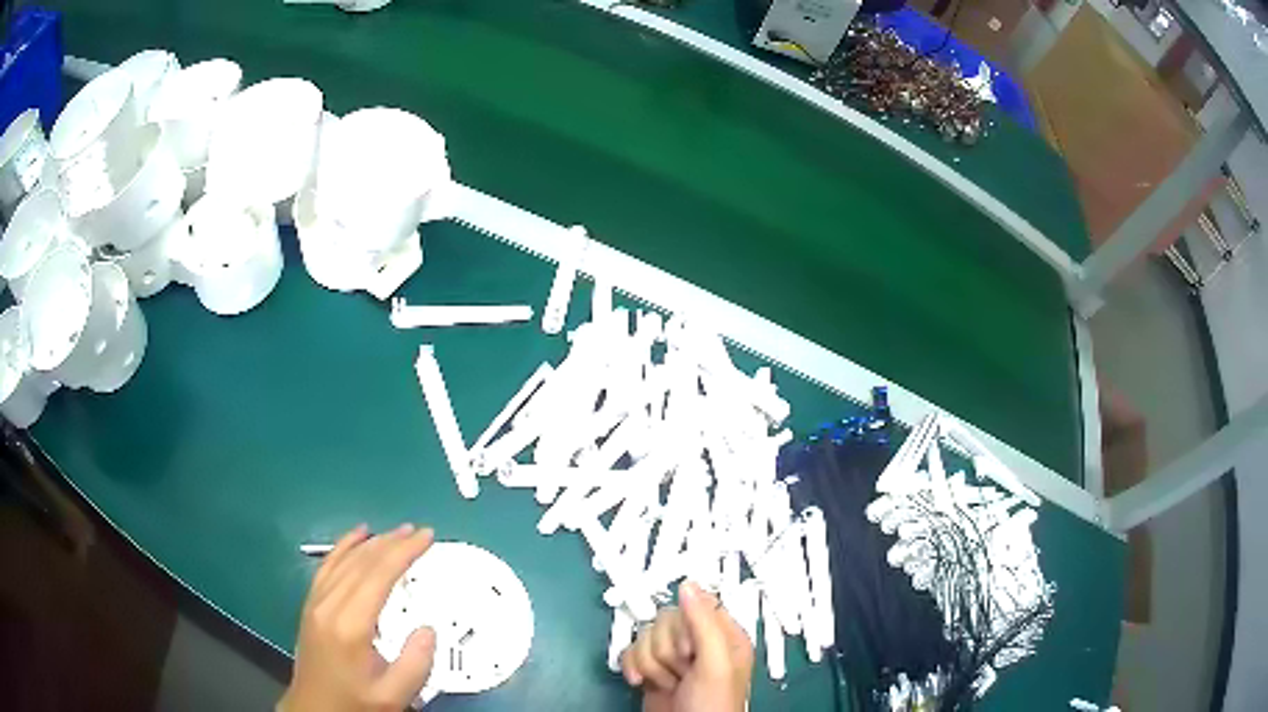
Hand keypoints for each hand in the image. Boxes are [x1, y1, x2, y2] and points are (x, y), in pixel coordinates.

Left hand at [280, 524, 437, 711]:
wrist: (315, 709)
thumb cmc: (355, 703)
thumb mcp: (393, 696)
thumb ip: (415, 664)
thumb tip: (428, 629)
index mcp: (350, 626)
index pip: (379, 576)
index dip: (404, 552)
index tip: (427, 537)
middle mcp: (329, 606)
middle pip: (362, 562)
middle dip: (392, 542)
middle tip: (419, 531)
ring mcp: (316, 602)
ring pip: (344, 560)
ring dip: (371, 542)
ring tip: (396, 531)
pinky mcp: (311, 604)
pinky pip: (327, 566)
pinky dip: (343, 547)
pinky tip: (356, 537)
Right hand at [620, 581, 753, 711]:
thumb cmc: (711, 705)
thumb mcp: (716, 664)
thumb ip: (704, 623)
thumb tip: (687, 583)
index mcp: (724, 635)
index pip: (695, 605)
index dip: (685, 627)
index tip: (690, 651)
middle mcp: (698, 642)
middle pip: (665, 620)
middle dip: (666, 650)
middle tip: (681, 672)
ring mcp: (673, 657)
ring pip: (645, 636)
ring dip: (650, 663)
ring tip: (667, 683)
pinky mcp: (651, 669)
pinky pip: (630, 651)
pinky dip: (631, 667)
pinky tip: (641, 683)